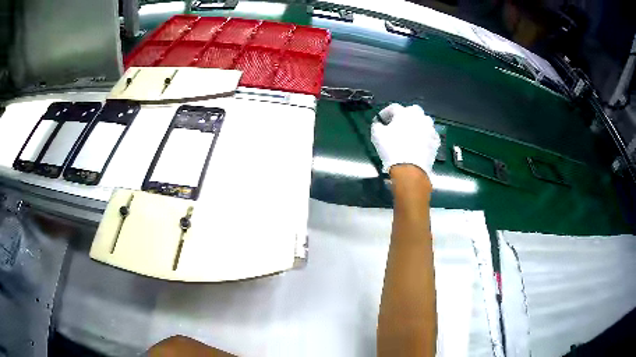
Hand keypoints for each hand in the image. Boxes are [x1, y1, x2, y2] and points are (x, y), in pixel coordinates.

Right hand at [371, 104, 439, 177]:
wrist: (410, 169)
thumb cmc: (392, 149)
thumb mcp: (377, 135)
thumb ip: (377, 125)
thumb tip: (379, 123)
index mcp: (404, 112)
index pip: (393, 108)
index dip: (385, 113)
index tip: (381, 120)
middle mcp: (419, 116)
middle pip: (411, 111)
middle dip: (404, 116)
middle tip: (397, 126)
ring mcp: (430, 128)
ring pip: (422, 122)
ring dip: (416, 125)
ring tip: (409, 135)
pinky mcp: (436, 141)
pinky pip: (429, 135)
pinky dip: (424, 136)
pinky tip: (419, 144)